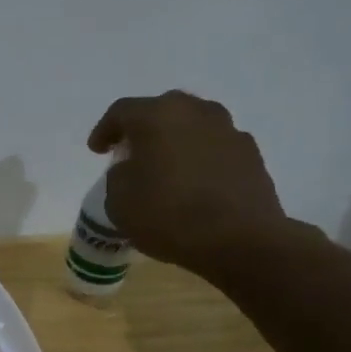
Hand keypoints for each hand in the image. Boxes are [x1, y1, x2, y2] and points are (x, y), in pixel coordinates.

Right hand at [89, 91, 292, 274]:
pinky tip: (194, 183)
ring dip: (176, 141)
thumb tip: (134, 168)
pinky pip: (216, 148)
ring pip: (193, 126)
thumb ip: (119, 175)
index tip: (97, 151)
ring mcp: (229, 131)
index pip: (121, 111)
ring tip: (165, 167)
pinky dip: (200, 158)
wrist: (241, 241)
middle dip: (144, 129)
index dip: (104, 130)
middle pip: (162, 110)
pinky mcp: (252, 155)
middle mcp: (195, 112)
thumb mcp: (118, 200)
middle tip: (131, 152)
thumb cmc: (168, 215)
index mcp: (157, 116)